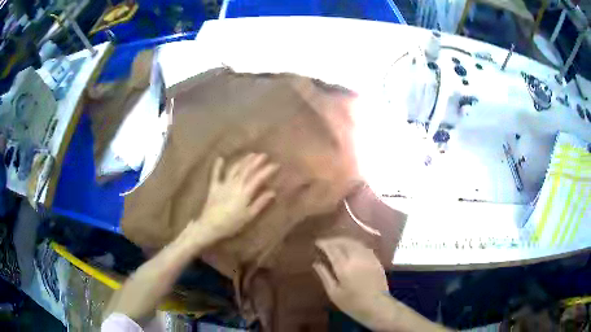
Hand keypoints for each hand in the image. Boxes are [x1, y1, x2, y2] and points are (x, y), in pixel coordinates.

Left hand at [197, 153, 278, 244]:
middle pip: (246, 170)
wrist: (210, 226)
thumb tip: (272, 192)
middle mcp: (235, 185)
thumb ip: (260, 203)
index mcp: (245, 192)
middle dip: (256, 162)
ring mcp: (223, 184)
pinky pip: (215, 175)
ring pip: (234, 169)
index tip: (276, 164)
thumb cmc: (232, 224)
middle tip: (263, 155)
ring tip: (250, 155)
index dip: (267, 170)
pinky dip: (217, 166)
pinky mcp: (214, 187)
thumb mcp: (249, 216)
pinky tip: (220, 158)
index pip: (258, 178)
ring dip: (242, 161)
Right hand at [314, 238, 389, 328]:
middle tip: (326, 242)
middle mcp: (356, 258)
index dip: (324, 244)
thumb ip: (325, 276)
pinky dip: (355, 244)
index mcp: (344, 266)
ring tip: (337, 243)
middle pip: (344, 242)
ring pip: (355, 242)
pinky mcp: (376, 260)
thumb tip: (316, 263)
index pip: (332, 249)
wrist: (377, 306)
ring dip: (344, 240)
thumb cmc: (352, 303)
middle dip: (333, 240)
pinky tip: (351, 248)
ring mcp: (368, 258)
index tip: (317, 242)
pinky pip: (363, 247)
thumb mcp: (334, 293)